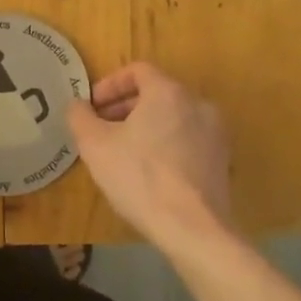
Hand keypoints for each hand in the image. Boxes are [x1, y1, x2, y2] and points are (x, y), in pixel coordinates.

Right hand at [66, 62, 232, 243]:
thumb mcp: (95, 145)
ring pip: (173, 118)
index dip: (109, 85)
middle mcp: (198, 104)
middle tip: (102, 129)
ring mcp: (215, 133)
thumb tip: (78, 105)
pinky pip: (187, 141)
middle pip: (156, 93)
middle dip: (125, 107)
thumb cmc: (140, 177)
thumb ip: (80, 117)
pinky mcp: (222, 161)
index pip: (137, 71)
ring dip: (145, 127)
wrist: (193, 228)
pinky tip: (150, 172)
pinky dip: (166, 145)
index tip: (92, 107)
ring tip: (123, 152)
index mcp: (168, 92)